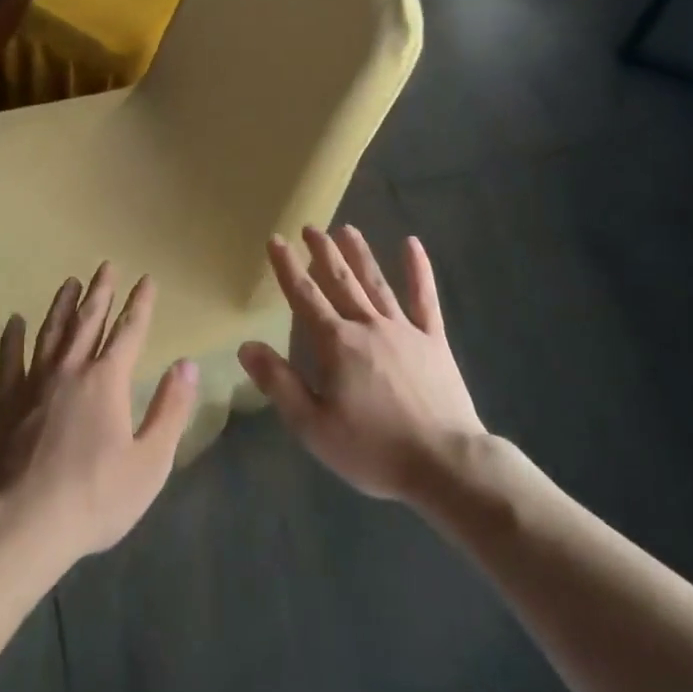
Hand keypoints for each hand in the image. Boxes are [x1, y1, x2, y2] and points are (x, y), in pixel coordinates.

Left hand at [0, 264, 198, 584]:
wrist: (24, 524)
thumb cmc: (95, 497)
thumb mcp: (150, 462)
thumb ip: (170, 409)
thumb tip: (187, 364)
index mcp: (107, 381)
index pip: (130, 331)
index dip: (141, 303)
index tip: (147, 278)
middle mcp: (71, 369)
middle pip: (89, 320)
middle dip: (101, 291)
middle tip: (106, 265)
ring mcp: (35, 383)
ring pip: (51, 332)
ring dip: (63, 305)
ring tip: (70, 282)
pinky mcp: (8, 402)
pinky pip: (10, 360)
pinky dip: (12, 338)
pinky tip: (14, 321)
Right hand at [238, 226, 484, 502]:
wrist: (445, 464)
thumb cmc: (373, 449)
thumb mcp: (313, 426)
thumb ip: (279, 383)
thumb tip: (246, 345)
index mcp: (336, 344)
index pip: (305, 296)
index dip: (287, 268)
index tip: (276, 240)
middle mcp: (367, 326)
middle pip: (340, 281)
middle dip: (323, 252)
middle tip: (311, 227)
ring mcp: (404, 330)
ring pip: (376, 282)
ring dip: (360, 254)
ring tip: (347, 229)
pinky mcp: (434, 341)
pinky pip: (425, 299)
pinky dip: (419, 270)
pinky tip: (413, 244)